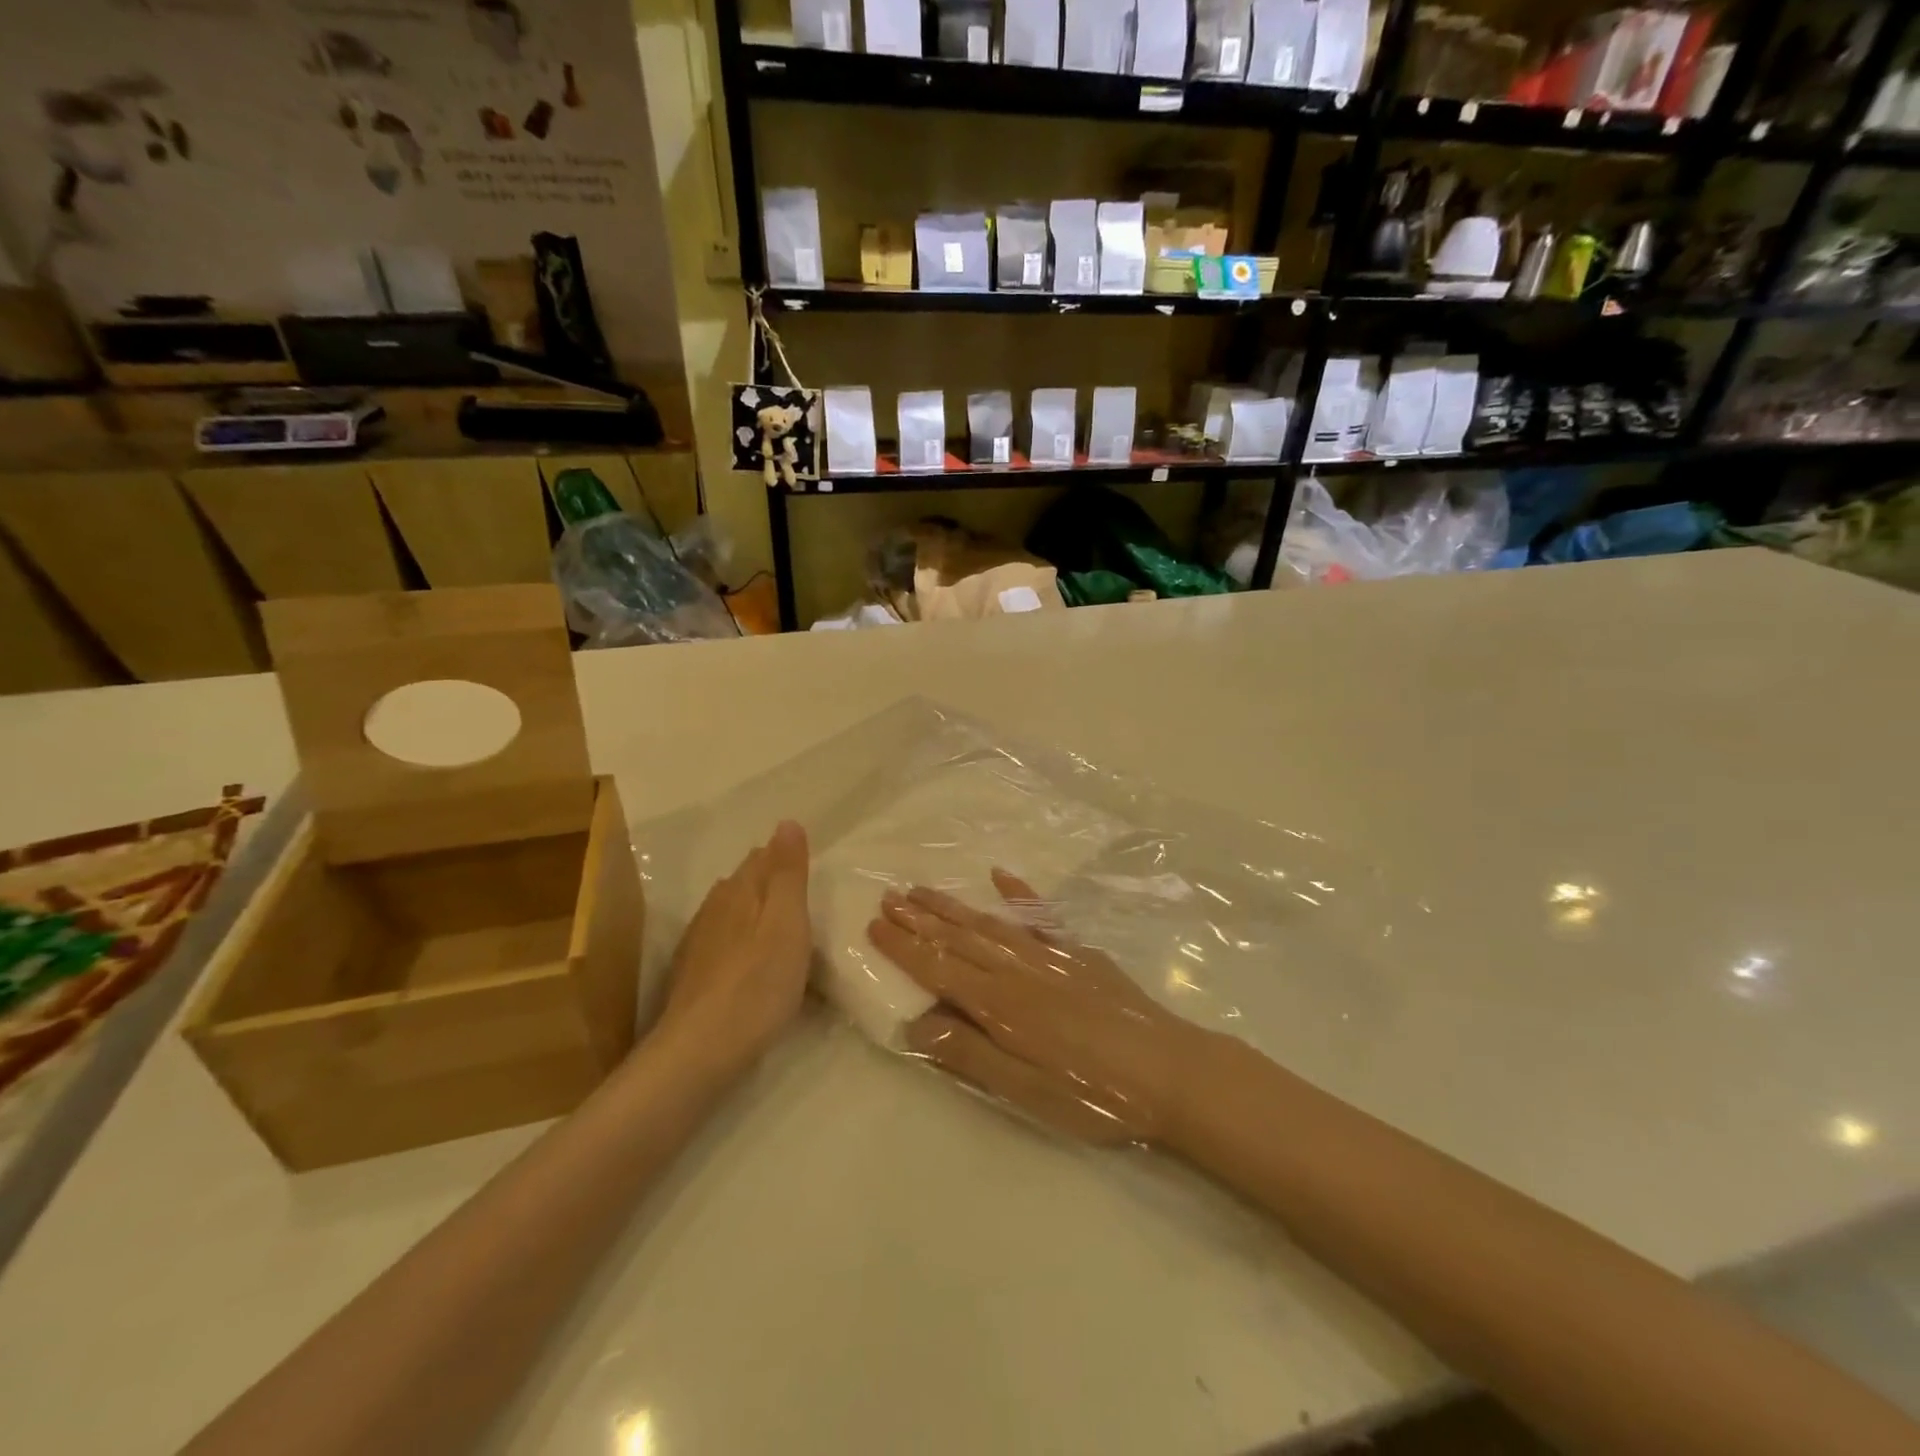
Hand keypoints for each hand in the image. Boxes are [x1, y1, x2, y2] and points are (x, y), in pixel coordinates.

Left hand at [657, 821, 811, 1076]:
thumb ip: (788, 873)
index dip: (785, 856)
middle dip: (770, 881)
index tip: (809, 866)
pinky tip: (751, 962)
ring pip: (731, 912)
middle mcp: (714, 908)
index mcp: (739, 891)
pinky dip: (741, 942)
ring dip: (754, 912)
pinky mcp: (693, 976)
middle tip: (803, 895)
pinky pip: (723, 943)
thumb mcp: (787, 922)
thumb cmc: (758, 983)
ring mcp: (699, 943)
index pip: (762, 857)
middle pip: (744, 883)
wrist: (701, 1050)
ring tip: (782, 925)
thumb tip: (787, 821)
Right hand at [868, 870, 1206, 1146]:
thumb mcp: (1023, 1089)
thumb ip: (969, 1053)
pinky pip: (1040, 916)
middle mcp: (1017, 969)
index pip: (938, 968)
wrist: (1168, 1071)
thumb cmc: (1091, 1093)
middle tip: (888, 896)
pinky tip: (1000, 875)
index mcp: (999, 1004)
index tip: (874, 925)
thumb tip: (916, 1022)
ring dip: (953, 906)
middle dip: (920, 918)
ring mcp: (1049, 955)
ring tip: (923, 890)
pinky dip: (1019, 893)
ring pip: (989, 923)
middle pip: (959, 938)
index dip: (904, 948)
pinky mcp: (1078, 953)